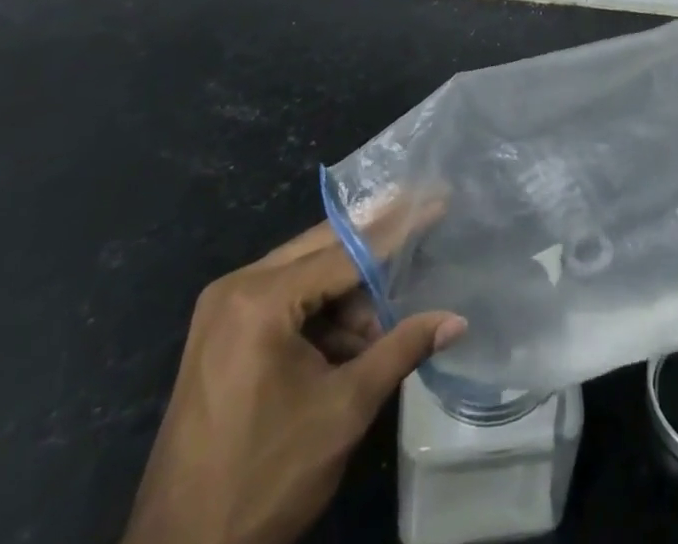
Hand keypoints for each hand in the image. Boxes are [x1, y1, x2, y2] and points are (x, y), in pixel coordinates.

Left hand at [123, 221, 464, 543]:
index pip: (347, 249)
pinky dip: (322, 313)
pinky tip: (349, 345)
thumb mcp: (344, 410)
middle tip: (426, 224)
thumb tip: (457, 320)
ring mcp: (222, 310)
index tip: (438, 198)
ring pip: (307, 273)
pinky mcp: (220, 335)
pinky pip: (285, 300)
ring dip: (350, 293)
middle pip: (324, 248)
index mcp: (260, 299)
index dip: (399, 226)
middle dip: (376, 249)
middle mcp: (236, 288)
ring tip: (380, 333)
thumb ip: (401, 349)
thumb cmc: (265, 479)